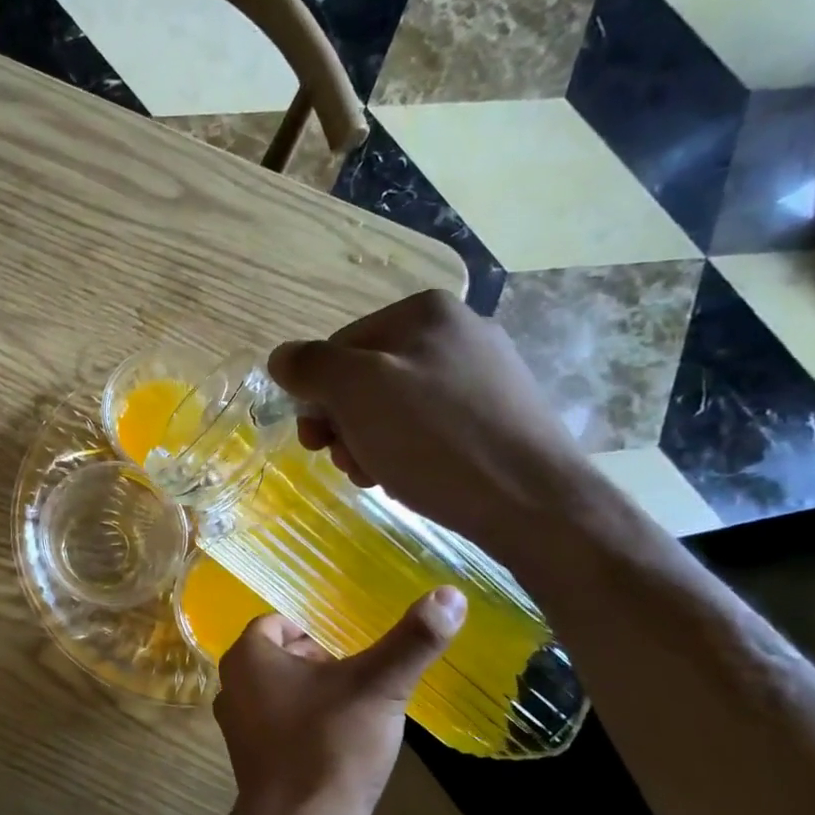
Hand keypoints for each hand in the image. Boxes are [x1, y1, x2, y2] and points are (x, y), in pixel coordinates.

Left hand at [213, 588, 466, 814]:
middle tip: (360, 679)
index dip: (316, 631)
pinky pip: (280, 726)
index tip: (351, 650)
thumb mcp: (378, 687)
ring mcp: (237, 727)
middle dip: (319, 663)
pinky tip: (340, 745)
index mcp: (248, 657)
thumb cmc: (330, 746)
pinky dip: (306, 726)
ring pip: (280, 692)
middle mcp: (232, 686)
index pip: (278, 623)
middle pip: (280, 657)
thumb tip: (450, 594)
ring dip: (315, 695)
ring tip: (355, 711)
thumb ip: (412, 641)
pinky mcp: (251, 761)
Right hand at [268, 291, 593, 561]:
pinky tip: (411, 479)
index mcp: (423, 313)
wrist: (533, 502)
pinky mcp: (497, 415)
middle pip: (365, 378)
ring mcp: (482, 374)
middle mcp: (456, 332)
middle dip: (345, 425)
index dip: (317, 396)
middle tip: (349, 464)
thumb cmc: (436, 440)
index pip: (337, 347)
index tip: (317, 442)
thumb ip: (311, 366)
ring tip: (379, 477)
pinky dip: (407, 452)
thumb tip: (281, 356)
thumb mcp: (357, 393)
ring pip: (394, 406)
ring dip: (370, 443)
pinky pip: (428, 427)